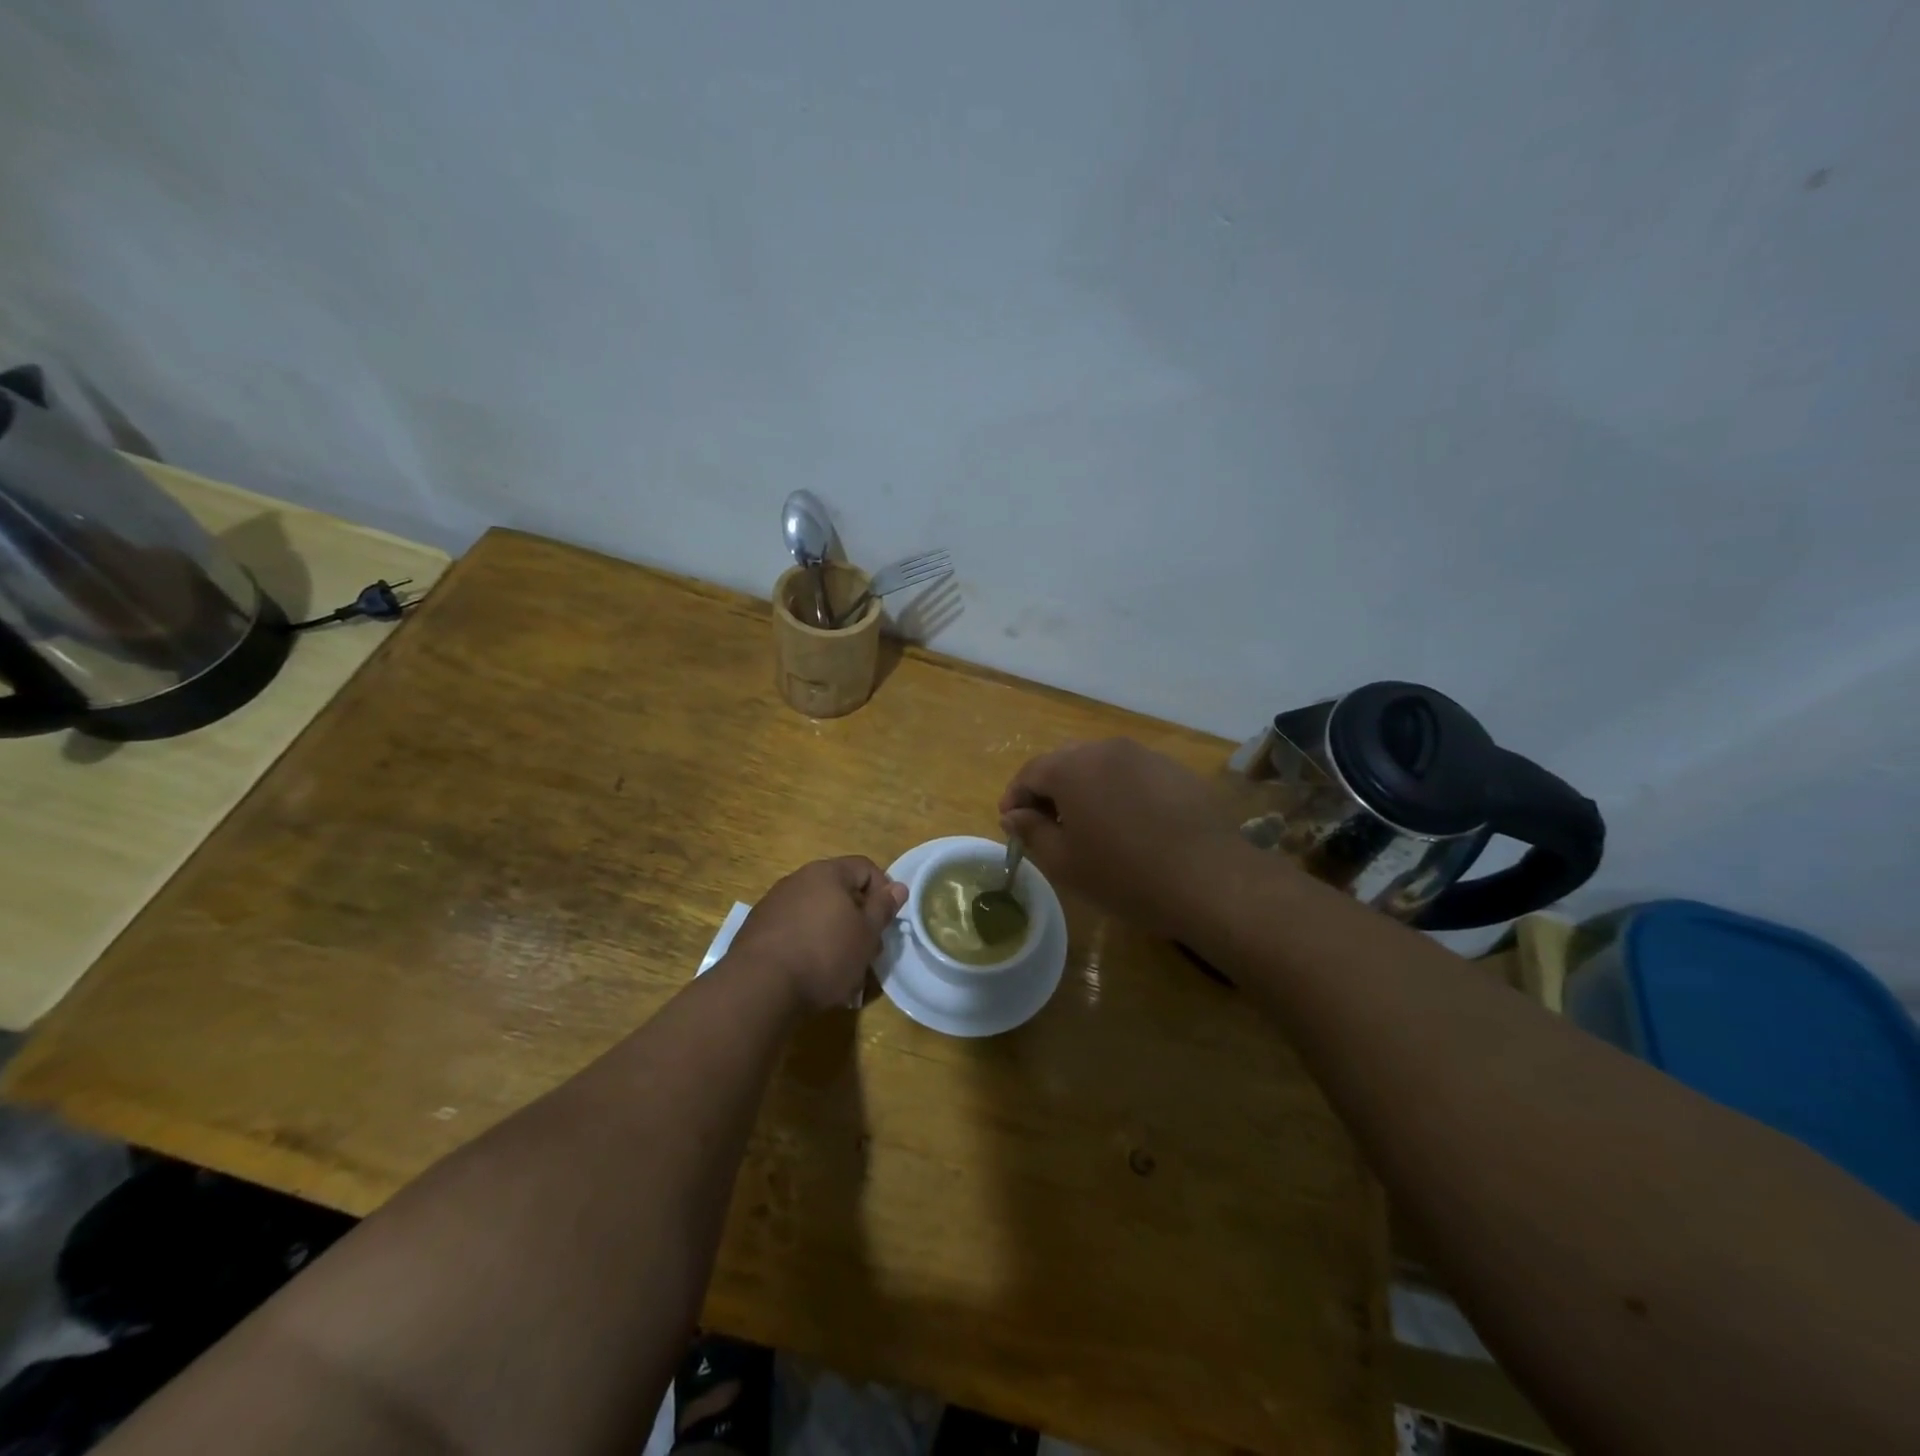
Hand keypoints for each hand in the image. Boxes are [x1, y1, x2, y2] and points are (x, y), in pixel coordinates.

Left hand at [725, 857, 906, 1012]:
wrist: (759, 987)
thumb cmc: (824, 955)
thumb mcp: (866, 934)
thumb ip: (883, 907)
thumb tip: (898, 886)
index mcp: (827, 873)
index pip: (865, 867)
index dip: (883, 891)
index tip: (887, 922)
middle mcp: (798, 879)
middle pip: (839, 891)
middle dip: (858, 918)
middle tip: (867, 950)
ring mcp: (773, 903)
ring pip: (816, 912)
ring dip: (833, 933)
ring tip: (841, 967)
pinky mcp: (757, 929)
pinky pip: (794, 929)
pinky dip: (808, 944)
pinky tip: (811, 972)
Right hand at [999, 739, 1248, 937]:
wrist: (1210, 880)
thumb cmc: (1125, 875)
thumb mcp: (1065, 862)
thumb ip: (1031, 832)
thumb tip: (1013, 815)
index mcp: (1073, 767)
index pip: (1030, 773)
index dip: (1015, 799)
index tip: (1010, 826)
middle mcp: (1107, 749)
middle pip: (1064, 763)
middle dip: (1048, 791)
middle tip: (1045, 827)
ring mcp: (1145, 755)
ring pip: (1100, 766)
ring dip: (1084, 790)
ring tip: (1087, 827)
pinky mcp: (1175, 770)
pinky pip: (1132, 775)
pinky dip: (1117, 793)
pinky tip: (1128, 825)